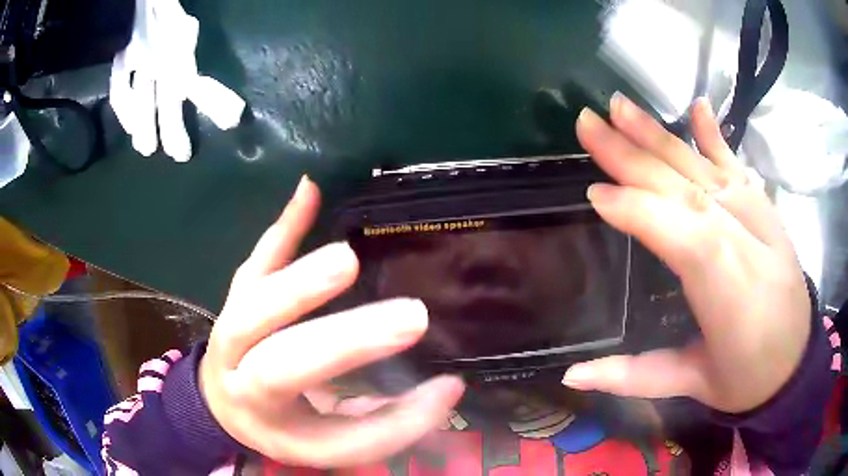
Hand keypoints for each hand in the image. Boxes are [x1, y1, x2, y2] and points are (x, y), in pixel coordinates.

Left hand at [199, 177, 464, 467]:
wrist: (224, 403)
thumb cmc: (283, 426)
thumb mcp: (334, 444)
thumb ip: (391, 424)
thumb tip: (449, 387)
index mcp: (281, 428)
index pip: (340, 435)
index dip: (394, 418)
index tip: (446, 385)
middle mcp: (242, 381)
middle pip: (282, 365)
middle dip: (342, 342)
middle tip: (408, 318)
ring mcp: (230, 331)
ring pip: (255, 306)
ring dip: (301, 281)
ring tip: (347, 260)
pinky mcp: (236, 295)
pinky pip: (255, 261)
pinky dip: (283, 227)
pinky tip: (309, 192)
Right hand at [563, 94, 810, 413]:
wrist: (796, 361)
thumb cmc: (745, 379)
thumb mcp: (693, 385)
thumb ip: (634, 376)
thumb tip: (571, 375)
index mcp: (730, 295)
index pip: (685, 237)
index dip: (640, 211)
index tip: (593, 193)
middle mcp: (746, 243)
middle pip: (688, 189)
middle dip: (635, 155)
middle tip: (589, 123)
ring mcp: (759, 219)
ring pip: (704, 169)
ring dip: (661, 135)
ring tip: (621, 106)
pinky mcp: (765, 209)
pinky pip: (738, 165)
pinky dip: (716, 135)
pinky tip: (696, 106)